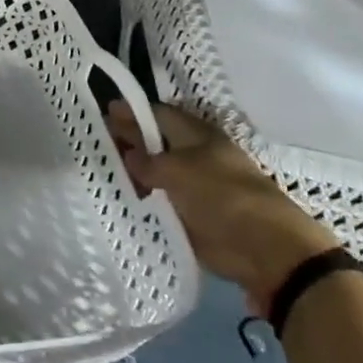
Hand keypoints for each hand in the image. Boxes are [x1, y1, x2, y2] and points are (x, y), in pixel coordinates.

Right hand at [107, 99, 338, 315]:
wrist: (265, 251)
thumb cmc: (223, 197)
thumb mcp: (178, 171)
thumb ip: (148, 161)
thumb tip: (128, 155)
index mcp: (199, 136)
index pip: (160, 115)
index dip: (133, 113)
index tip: (104, 111)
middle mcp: (197, 158)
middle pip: (158, 144)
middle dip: (130, 140)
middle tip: (96, 141)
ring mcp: (196, 189)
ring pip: (158, 174)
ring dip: (134, 173)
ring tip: (101, 172)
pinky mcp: (193, 217)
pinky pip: (161, 202)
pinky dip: (143, 200)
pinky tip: (119, 200)